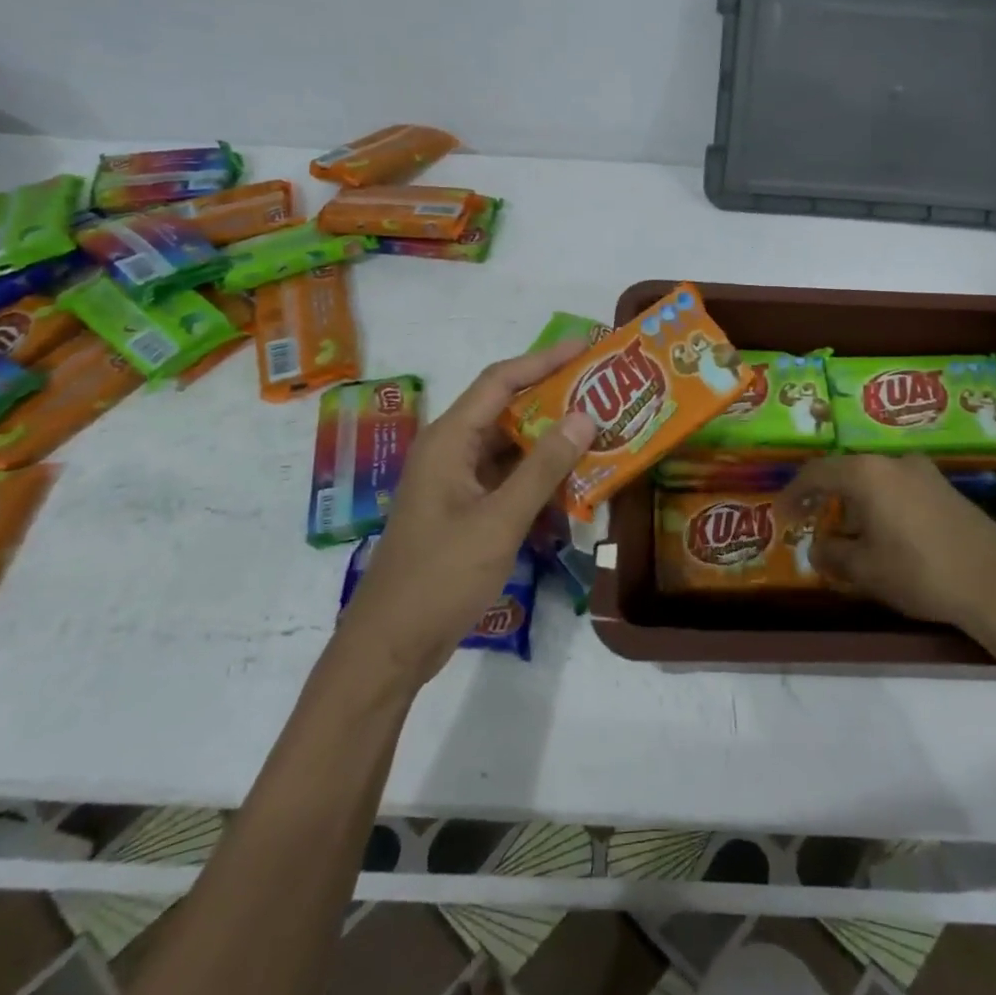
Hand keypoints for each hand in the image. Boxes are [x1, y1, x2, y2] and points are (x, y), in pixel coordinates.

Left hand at [342, 339, 596, 682]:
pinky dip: (539, 482)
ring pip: (512, 449)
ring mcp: (457, 483)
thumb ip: (544, 468)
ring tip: (600, 437)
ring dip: (551, 445)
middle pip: (508, 411)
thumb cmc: (440, 576)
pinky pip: (508, 482)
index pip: (501, 381)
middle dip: (555, 402)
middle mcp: (451, 451)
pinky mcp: (465, 511)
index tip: (587, 348)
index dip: (544, 360)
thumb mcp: (499, 520)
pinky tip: (574, 492)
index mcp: (449, 440)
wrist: (391, 646)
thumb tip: (585, 417)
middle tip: (604, 393)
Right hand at [781, 454, 995, 656]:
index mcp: (867, 474)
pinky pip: (899, 490)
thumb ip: (833, 554)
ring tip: (850, 537)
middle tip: (813, 524)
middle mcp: (894, 462)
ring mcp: (924, 473)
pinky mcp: (946, 490)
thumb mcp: (866, 569)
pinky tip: (886, 537)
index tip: (780, 514)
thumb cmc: (920, 572)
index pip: (817, 473)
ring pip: (876, 482)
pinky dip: (882, 507)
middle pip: (848, 474)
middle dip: (827, 500)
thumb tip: (817, 547)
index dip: (793, 493)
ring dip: (856, 505)